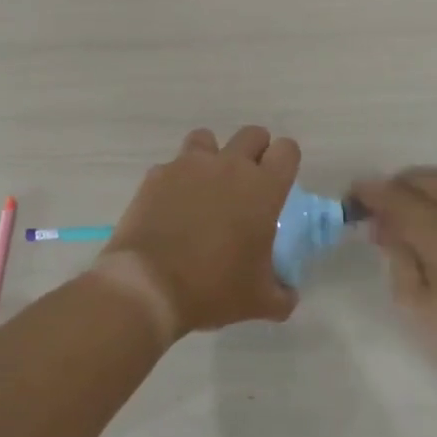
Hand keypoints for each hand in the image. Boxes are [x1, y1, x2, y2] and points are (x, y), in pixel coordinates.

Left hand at [96, 126, 301, 340]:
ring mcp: (189, 165)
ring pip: (207, 139)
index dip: (286, 161)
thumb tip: (287, 294)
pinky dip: (177, 178)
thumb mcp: (260, 302)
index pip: (287, 150)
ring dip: (213, 155)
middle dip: (255, 151)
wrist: (149, 285)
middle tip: (248, 183)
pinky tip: (172, 205)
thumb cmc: (213, 288)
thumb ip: (282, 294)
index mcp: (262, 189)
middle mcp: (229, 166)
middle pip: (252, 134)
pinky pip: (173, 165)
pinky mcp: (157, 175)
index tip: (279, 182)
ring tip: (207, 185)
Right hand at [349, 168, 436, 435]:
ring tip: (400, 212)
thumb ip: (398, 256)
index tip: (350, 197)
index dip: (371, 194)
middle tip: (375, 208)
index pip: (399, 198)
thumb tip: (385, 227)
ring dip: (420, 187)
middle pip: (425, 179)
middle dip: (395, 186)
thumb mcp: (418, 305)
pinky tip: (429, 220)